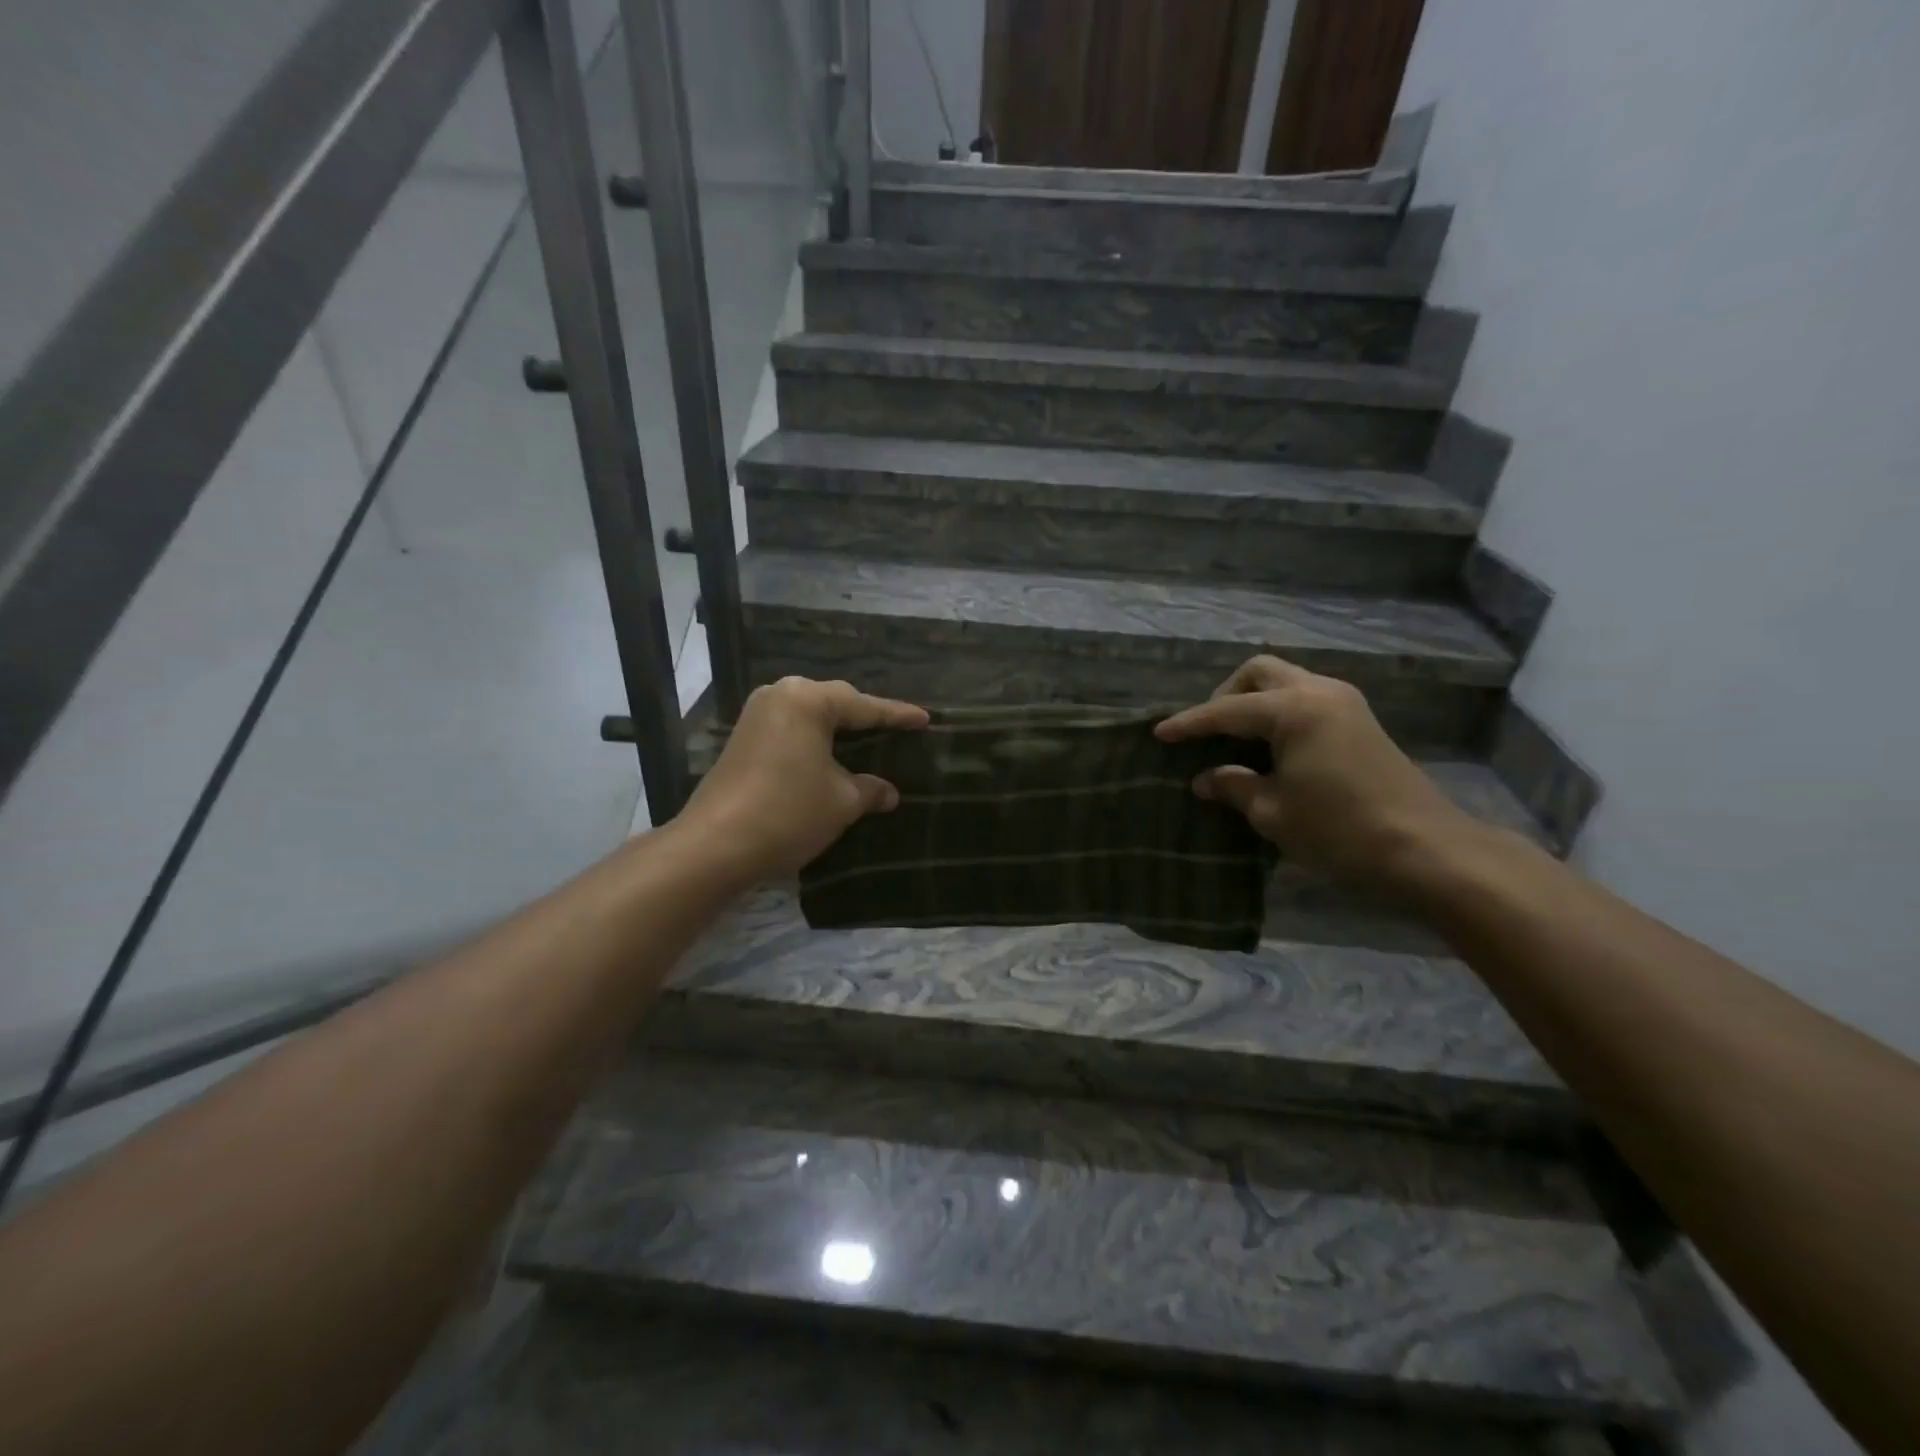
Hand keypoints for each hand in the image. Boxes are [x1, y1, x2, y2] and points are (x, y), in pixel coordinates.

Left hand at [681, 676, 928, 883]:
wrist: (715, 846)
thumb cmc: (788, 813)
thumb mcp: (841, 802)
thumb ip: (869, 790)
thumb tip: (889, 792)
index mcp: (807, 700)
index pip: (864, 706)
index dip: (897, 715)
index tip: (924, 719)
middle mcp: (779, 696)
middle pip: (833, 702)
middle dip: (864, 716)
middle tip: (896, 728)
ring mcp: (756, 716)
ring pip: (809, 715)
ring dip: (837, 728)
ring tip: (867, 739)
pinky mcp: (742, 739)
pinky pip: (791, 729)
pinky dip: (814, 739)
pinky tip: (830, 755)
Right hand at [1156, 656, 1475, 888]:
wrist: (1427, 849)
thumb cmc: (1340, 830)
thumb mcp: (1273, 813)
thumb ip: (1234, 786)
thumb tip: (1205, 778)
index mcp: (1294, 710)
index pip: (1226, 710)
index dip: (1189, 724)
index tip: (1159, 733)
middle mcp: (1319, 692)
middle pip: (1260, 671)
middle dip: (1226, 695)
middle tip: (1208, 732)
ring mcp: (1345, 703)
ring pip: (1286, 681)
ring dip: (1254, 701)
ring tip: (1235, 740)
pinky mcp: (1360, 721)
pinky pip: (1306, 699)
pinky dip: (1279, 712)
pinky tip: (1269, 747)